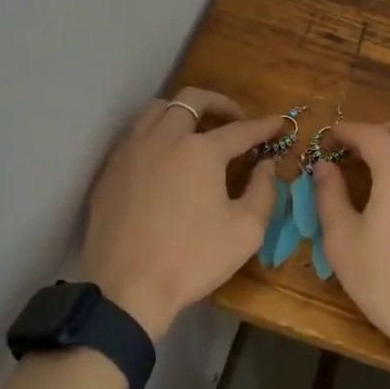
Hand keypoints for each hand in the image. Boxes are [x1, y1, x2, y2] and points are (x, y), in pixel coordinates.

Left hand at [81, 88, 285, 340]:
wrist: (126, 289)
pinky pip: (135, 134)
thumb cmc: (192, 259)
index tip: (279, 123)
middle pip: (192, 100)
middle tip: (235, 120)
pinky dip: (156, 133)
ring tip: (196, 130)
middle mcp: (163, 138)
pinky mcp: (110, 169)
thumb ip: (263, 191)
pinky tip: (164, 156)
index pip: (240, 130)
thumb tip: (265, 165)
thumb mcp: (245, 231)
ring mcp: (131, 151)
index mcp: (199, 150)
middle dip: (220, 103)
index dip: (263, 126)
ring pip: (157, 109)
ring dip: (182, 111)